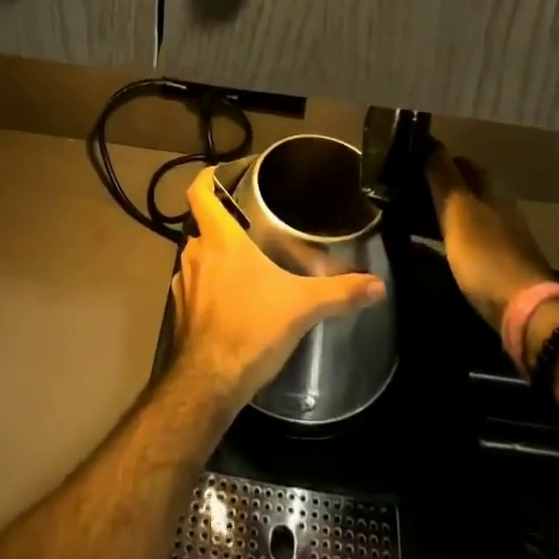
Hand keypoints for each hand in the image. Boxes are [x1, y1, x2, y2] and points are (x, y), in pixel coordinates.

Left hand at [169, 166, 386, 406]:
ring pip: (197, 256)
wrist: (208, 384)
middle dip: (223, 222)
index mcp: (219, 238)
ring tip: (245, 263)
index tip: (221, 173)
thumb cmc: (251, 329)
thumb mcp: (302, 306)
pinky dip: (209, 287)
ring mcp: (183, 284)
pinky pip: (194, 287)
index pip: (198, 192)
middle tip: (250, 224)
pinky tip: (232, 302)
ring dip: (216, 257)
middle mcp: (194, 253)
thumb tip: (378, 285)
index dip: (206, 178)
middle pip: (201, 224)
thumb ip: (339, 292)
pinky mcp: (180, 312)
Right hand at [425, 143, 558, 330]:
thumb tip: (431, 142)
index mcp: (491, 190)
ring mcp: (507, 238)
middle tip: (411, 192)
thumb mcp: (457, 211)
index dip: (439, 159)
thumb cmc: (486, 254)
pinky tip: (440, 249)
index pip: (462, 163)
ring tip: (419, 219)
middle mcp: (502, 208)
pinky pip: (474, 241)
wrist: (527, 312)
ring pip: (472, 215)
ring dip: (449, 214)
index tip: (413, 162)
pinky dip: (456, 238)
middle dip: (443, 187)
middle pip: (468, 189)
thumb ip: (443, 177)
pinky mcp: (505, 266)